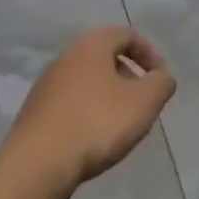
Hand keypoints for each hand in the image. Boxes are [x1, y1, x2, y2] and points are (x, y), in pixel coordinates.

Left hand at [5, 26, 176, 190]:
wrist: (38, 163)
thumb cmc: (97, 123)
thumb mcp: (143, 102)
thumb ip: (161, 84)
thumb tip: (162, 77)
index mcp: (91, 45)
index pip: (127, 35)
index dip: (149, 54)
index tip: (160, 81)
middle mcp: (66, 56)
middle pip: (105, 56)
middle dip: (128, 77)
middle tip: (142, 103)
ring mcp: (47, 84)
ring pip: (87, 80)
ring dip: (108, 96)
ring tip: (120, 125)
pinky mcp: (36, 111)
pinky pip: (71, 102)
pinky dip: (88, 112)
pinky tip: (93, 139)